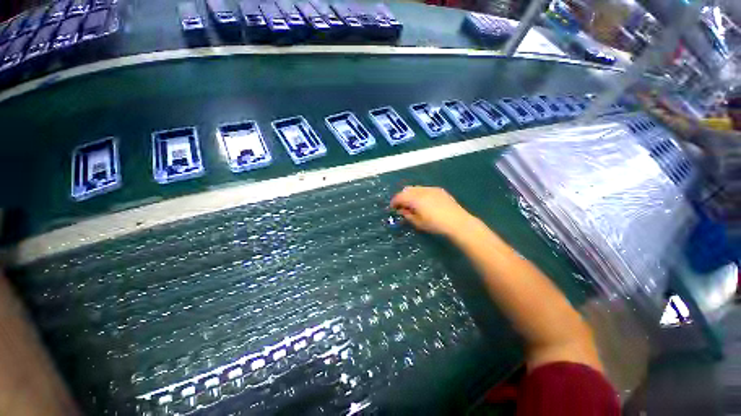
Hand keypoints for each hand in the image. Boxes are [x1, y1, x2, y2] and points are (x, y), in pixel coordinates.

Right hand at [390, 186, 476, 235]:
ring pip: (416, 188)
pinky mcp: (439, 190)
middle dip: (402, 197)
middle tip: (401, 206)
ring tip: (412, 204)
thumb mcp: (418, 223)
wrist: (458, 222)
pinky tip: (423, 201)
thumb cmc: (436, 225)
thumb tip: (402, 210)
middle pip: (407, 190)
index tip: (392, 208)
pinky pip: (425, 189)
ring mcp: (431, 189)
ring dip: (410, 194)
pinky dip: (419, 193)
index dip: (394, 202)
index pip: (400, 197)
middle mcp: (422, 191)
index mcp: (415, 199)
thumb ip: (408, 215)